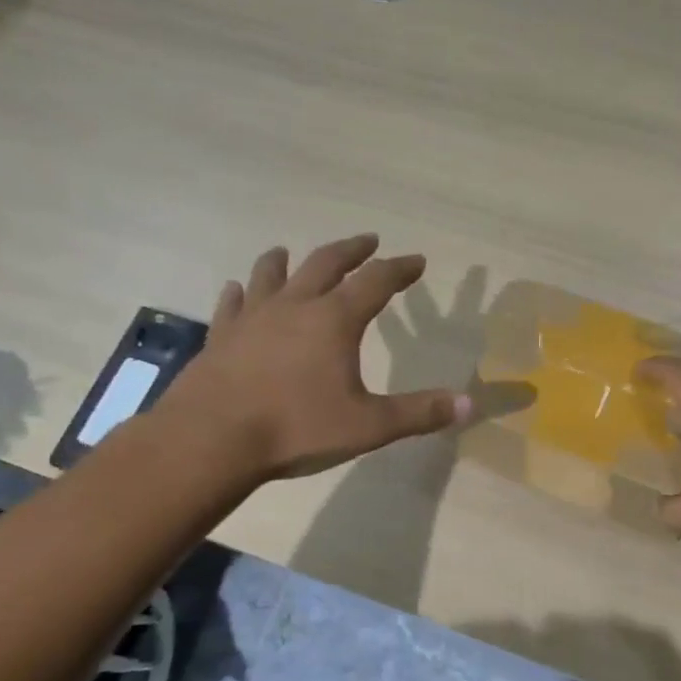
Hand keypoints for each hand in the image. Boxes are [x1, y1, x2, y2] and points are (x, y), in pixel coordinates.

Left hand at [158, 234, 471, 480]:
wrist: (211, 440)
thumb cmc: (296, 429)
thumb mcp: (368, 426)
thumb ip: (418, 413)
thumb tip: (468, 405)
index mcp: (335, 320)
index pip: (377, 282)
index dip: (400, 269)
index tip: (416, 260)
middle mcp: (295, 307)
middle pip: (326, 264)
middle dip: (351, 250)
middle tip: (368, 240)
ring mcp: (253, 318)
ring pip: (271, 275)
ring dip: (286, 260)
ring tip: (289, 251)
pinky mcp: (221, 337)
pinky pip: (232, 305)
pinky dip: (240, 293)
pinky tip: (236, 289)